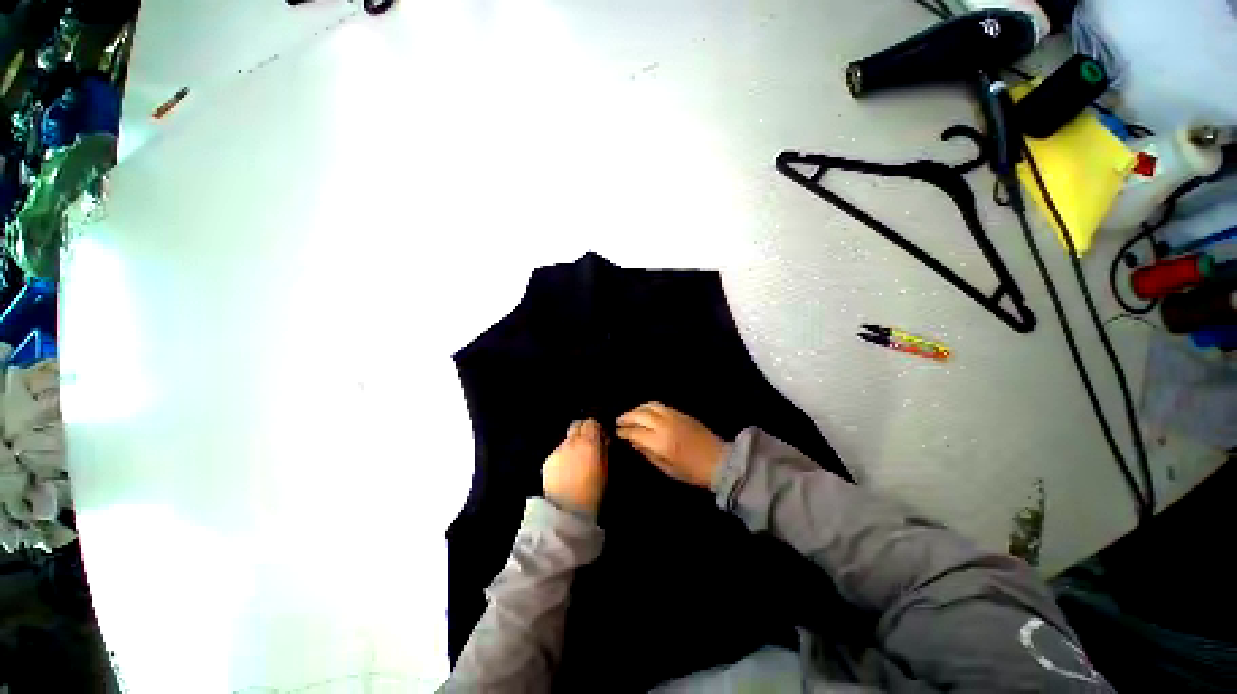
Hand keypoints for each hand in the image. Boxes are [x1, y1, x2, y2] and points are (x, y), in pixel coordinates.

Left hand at [542, 419, 607, 515]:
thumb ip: (603, 449)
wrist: (567, 510)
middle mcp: (572, 441)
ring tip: (576, 461)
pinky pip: (558, 453)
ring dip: (572, 445)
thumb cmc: (593, 491)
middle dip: (582, 430)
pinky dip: (563, 457)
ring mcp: (558, 450)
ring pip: (566, 439)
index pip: (591, 422)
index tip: (599, 436)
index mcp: (589, 442)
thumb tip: (603, 439)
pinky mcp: (547, 460)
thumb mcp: (605, 468)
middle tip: (587, 443)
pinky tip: (565, 471)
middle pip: (576, 425)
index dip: (595, 428)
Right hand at [616, 402, 723, 488]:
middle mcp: (665, 425)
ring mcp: (674, 416)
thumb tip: (634, 442)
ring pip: (650, 406)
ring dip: (638, 409)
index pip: (636, 432)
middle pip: (640, 415)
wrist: (719, 461)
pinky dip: (649, 407)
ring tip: (631, 415)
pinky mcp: (682, 413)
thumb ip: (648, 454)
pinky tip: (646, 413)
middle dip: (627, 417)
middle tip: (619, 421)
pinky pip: (661, 406)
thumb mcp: (667, 469)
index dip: (624, 431)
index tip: (617, 432)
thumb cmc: (692, 472)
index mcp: (661, 443)